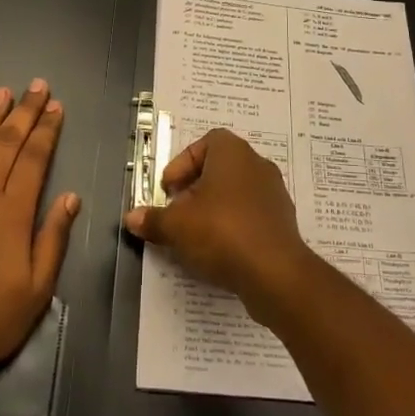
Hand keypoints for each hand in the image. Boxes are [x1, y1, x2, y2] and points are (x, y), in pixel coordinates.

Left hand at [0, 81, 78, 375]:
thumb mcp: (36, 289)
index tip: (56, 106)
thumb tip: (70, 198)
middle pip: (7, 143)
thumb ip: (53, 239)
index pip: (34, 159)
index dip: (46, 130)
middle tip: (36, 85)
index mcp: (13, 213)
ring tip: (2, 92)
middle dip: (24, 112)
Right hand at [123, 129, 313, 314]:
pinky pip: (251, 215)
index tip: (169, 189)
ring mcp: (274, 192)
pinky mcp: (283, 221)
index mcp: (233, 152)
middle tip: (178, 211)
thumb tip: (131, 218)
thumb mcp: (177, 226)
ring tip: (195, 234)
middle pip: (220, 168)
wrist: (275, 273)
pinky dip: (233, 226)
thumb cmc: (222, 232)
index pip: (205, 143)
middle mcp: (257, 164)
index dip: (183, 163)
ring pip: (236, 192)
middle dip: (195, 188)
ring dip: (214, 208)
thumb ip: (153, 219)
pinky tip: (219, 250)